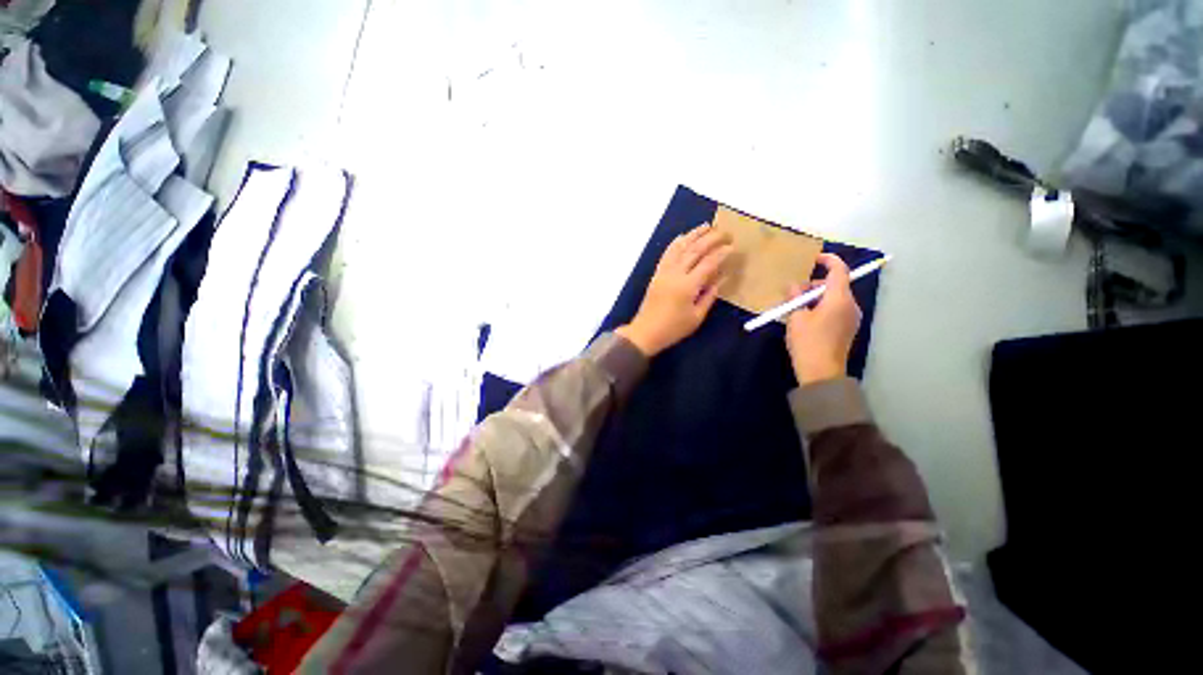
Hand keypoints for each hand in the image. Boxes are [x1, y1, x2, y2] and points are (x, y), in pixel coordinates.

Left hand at [617, 224, 733, 355]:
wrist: (646, 331)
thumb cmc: (673, 328)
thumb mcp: (696, 317)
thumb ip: (709, 296)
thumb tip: (720, 279)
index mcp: (688, 286)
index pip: (708, 263)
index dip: (721, 253)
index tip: (732, 246)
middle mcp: (675, 274)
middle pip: (695, 251)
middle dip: (711, 239)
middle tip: (725, 232)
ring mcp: (664, 272)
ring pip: (680, 248)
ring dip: (693, 235)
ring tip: (706, 226)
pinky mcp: (657, 274)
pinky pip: (667, 254)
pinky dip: (675, 244)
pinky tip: (683, 237)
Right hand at [785, 253, 862, 384]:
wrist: (822, 373)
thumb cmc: (808, 342)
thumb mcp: (796, 318)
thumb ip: (795, 298)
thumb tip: (794, 286)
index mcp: (839, 299)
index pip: (839, 271)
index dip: (829, 260)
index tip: (815, 258)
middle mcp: (850, 305)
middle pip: (835, 285)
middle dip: (814, 285)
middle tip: (793, 293)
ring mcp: (850, 318)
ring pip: (834, 298)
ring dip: (816, 298)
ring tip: (796, 308)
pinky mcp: (847, 329)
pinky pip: (835, 310)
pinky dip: (821, 308)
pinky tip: (805, 319)